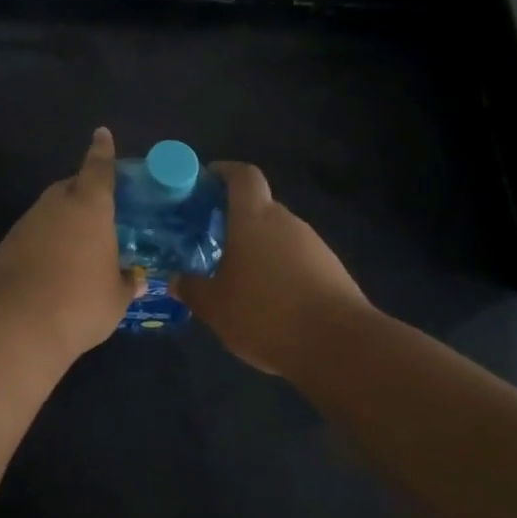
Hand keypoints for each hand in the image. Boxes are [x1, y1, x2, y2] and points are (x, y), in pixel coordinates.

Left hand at [0, 127, 143, 360]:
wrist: (16, 324)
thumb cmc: (79, 304)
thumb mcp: (115, 299)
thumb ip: (127, 283)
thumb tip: (137, 279)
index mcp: (90, 208)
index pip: (99, 170)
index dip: (102, 152)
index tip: (101, 134)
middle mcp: (56, 206)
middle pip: (70, 187)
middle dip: (83, 192)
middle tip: (99, 211)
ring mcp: (26, 224)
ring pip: (49, 212)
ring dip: (62, 221)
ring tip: (78, 246)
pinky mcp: (5, 245)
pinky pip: (32, 234)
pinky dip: (43, 242)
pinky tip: (52, 267)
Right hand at [174, 162, 369, 376]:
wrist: (340, 345)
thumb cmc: (266, 313)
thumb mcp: (215, 307)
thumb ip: (192, 289)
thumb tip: (176, 280)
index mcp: (255, 218)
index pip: (243, 176)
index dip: (225, 172)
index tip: (206, 181)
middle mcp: (286, 222)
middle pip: (260, 207)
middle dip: (235, 219)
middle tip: (211, 240)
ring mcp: (315, 245)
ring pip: (279, 236)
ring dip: (258, 248)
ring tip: (236, 276)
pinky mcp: (333, 271)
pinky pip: (297, 260)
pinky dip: (279, 271)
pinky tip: (268, 301)